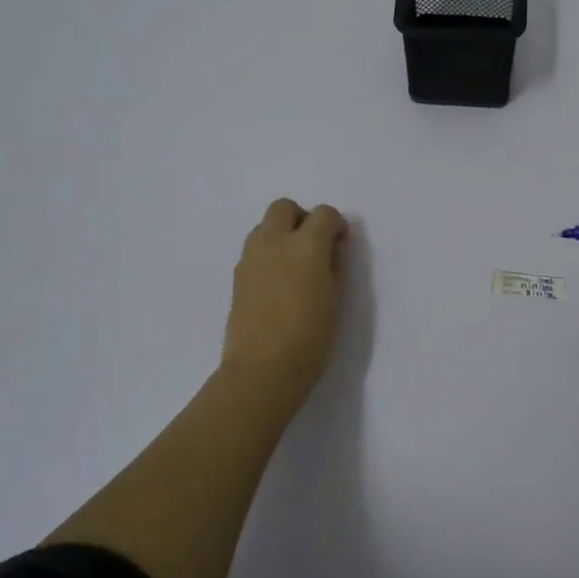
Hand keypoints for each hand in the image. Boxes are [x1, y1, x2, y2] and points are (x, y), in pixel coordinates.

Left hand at [221, 198, 347, 407]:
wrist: (262, 369)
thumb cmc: (310, 337)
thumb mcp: (336, 299)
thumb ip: (335, 264)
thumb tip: (333, 246)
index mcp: (306, 246)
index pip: (323, 214)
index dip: (335, 224)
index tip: (341, 243)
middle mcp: (275, 242)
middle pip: (284, 208)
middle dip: (301, 218)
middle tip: (314, 245)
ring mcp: (251, 257)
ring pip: (264, 226)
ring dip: (281, 234)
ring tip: (294, 265)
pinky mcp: (237, 276)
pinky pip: (254, 249)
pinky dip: (268, 253)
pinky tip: (278, 282)